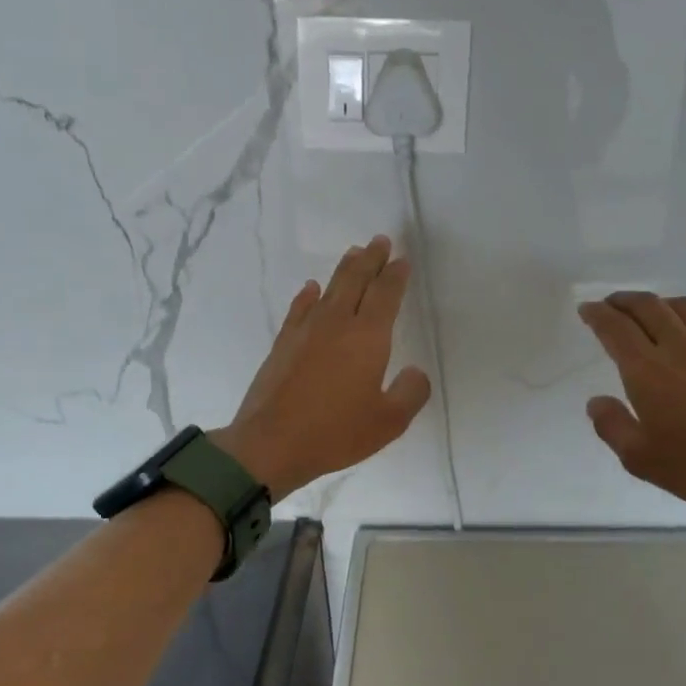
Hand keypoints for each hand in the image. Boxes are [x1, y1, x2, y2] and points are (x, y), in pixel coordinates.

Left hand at [213, 236, 431, 500]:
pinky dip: (309, 295)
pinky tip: (311, 289)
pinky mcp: (282, 344)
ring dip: (343, 269)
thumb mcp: (388, 422)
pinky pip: (299, 308)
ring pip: (328, 289)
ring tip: (353, 253)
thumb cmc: (335, 433)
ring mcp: (305, 331)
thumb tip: (415, 372)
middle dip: (370, 259)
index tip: (402, 260)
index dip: (395, 275)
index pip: (385, 295)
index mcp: (367, 337)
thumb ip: (410, 393)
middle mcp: (336, 324)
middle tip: (380, 241)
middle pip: (355, 280)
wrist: (270, 444)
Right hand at [577, 293, 685, 524]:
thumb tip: (596, 401)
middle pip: (647, 306)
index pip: (615, 328)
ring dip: (659, 303)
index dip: (597, 315)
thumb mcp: (642, 460)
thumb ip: (613, 426)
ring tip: (650, 311)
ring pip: (683, 307)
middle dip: (623, 301)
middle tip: (611, 304)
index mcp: (648, 370)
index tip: (587, 309)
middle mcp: (681, 346)